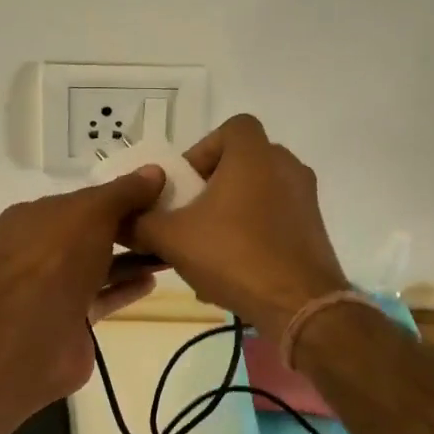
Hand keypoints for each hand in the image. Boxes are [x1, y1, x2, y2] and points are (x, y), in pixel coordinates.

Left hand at [0, 164, 168, 400]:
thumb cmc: (60, 256)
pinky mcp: (67, 319)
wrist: (37, 330)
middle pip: (87, 235)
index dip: (112, 198)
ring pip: (96, 267)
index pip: (77, 202)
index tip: (149, 197)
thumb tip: (155, 172)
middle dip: (125, 230)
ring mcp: (50, 288)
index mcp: (31, 218)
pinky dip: (125, 288)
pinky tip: (152, 281)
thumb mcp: (95, 210)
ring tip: (167, 253)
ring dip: (130, 260)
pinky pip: (101, 297)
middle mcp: (36, 251)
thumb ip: (125, 191)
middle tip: (164, 224)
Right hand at [129, 114, 347, 342]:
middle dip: (212, 187)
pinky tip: (233, 270)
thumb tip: (119, 219)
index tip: (186, 185)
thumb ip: (140, 223)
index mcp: (255, 155)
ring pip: (257, 194)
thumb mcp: (172, 238)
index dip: (203, 150)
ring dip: (230, 213)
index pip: (231, 128)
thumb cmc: (233, 256)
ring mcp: (305, 199)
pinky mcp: (313, 229)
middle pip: (242, 163)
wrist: (299, 304)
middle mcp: (286, 167)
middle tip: (190, 217)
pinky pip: (274, 219)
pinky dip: (252, 234)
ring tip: (207, 249)